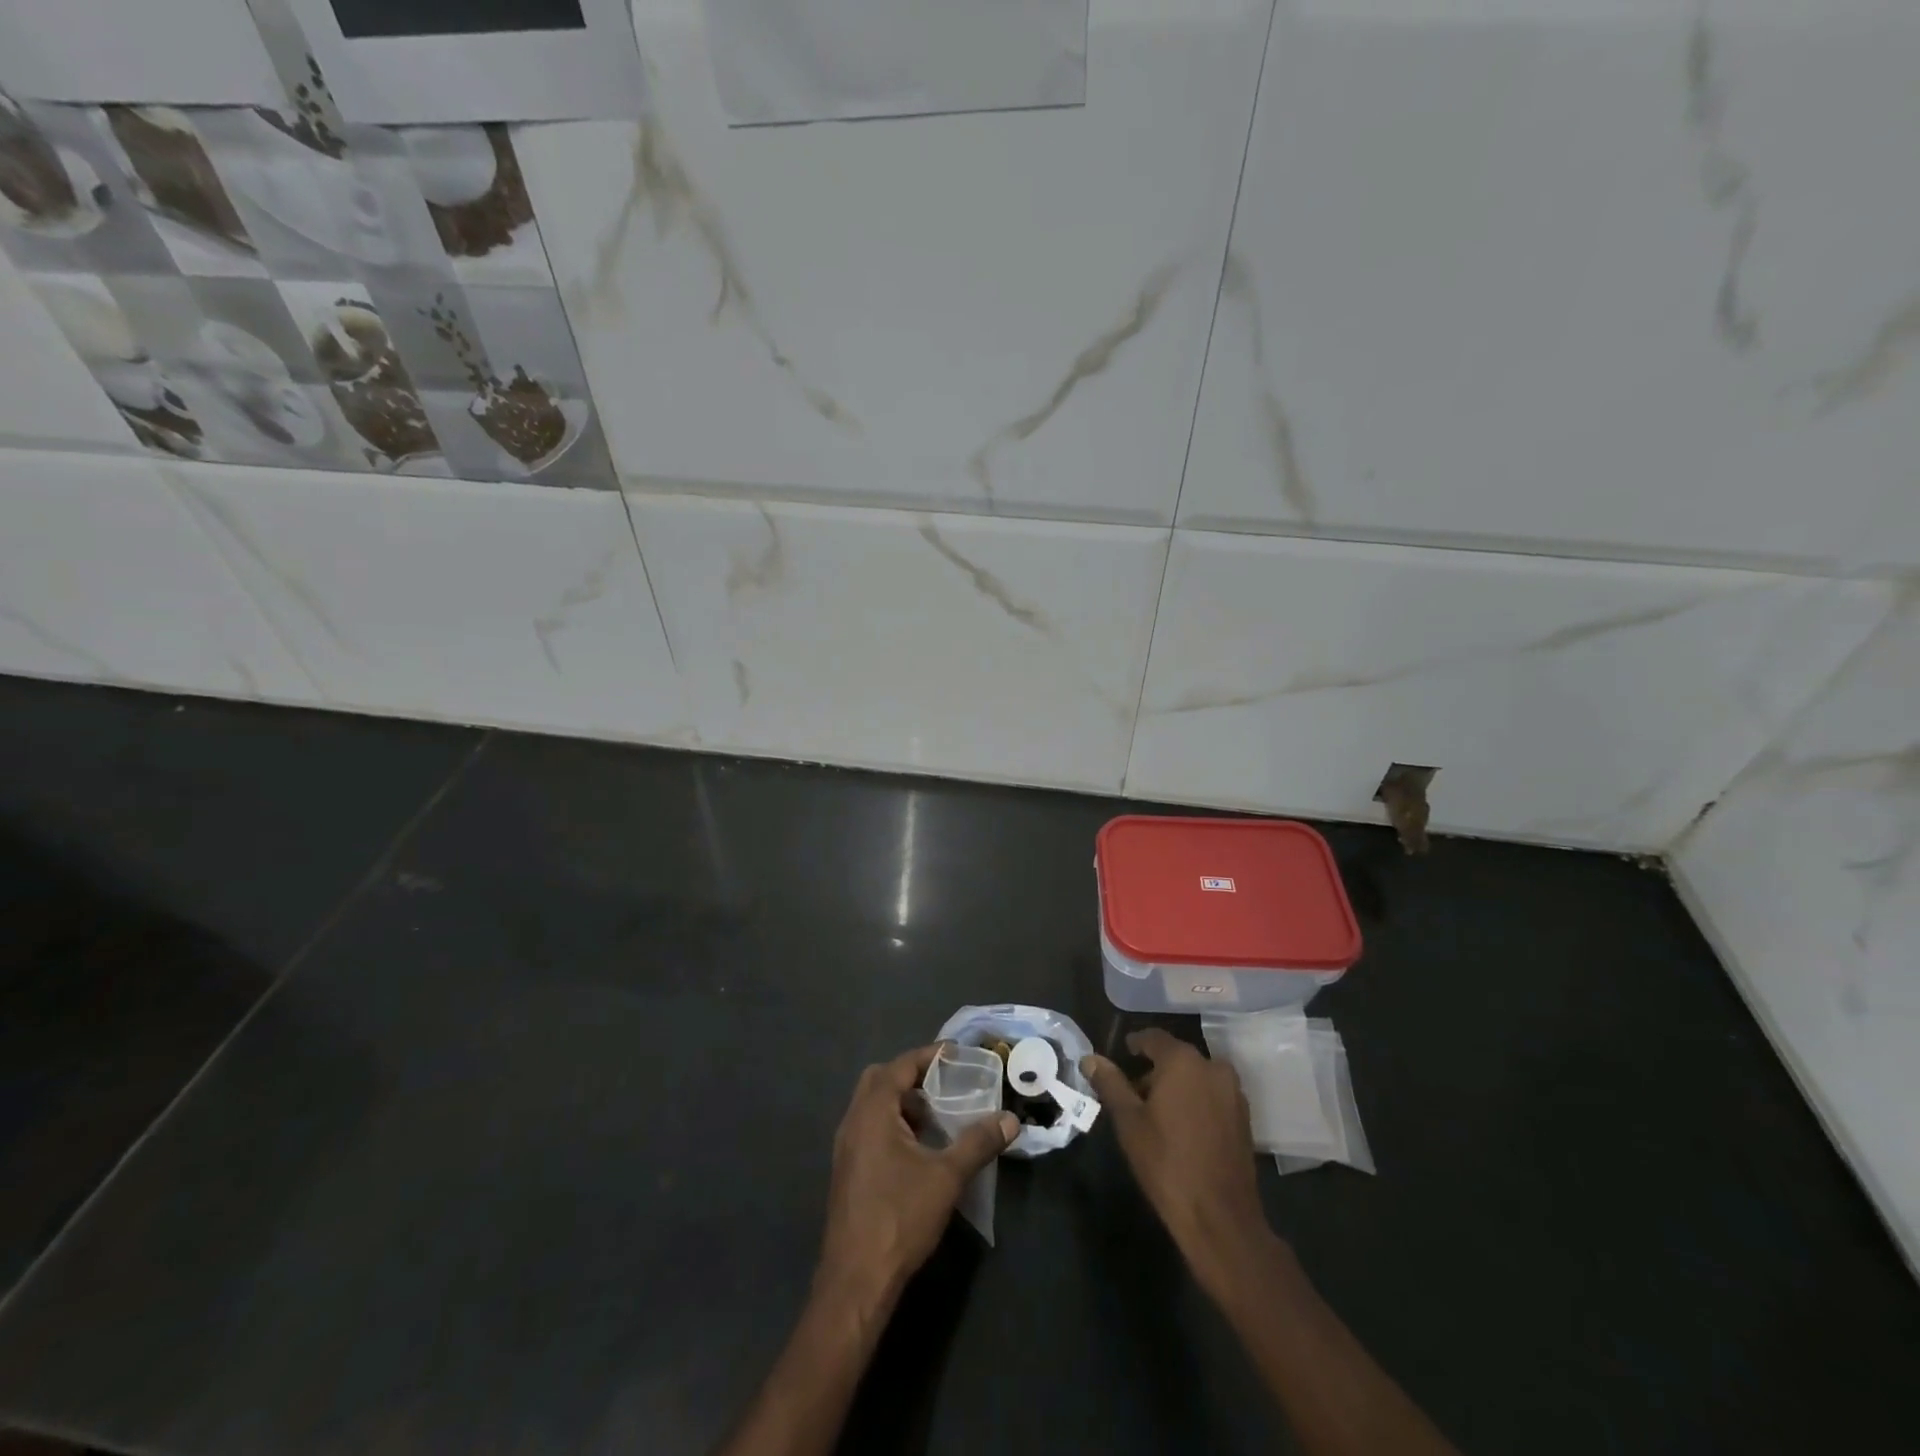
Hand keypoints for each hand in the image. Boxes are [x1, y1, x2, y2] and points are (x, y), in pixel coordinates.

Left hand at [817, 1045, 1018, 1307]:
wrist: (856, 1280)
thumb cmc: (900, 1217)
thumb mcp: (947, 1177)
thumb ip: (978, 1143)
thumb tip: (1010, 1119)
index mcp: (872, 1111)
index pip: (901, 1065)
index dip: (929, 1056)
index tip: (957, 1055)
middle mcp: (853, 1121)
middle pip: (880, 1079)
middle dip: (912, 1076)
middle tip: (944, 1085)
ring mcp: (845, 1147)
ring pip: (872, 1106)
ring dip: (902, 1103)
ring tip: (936, 1118)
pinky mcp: (846, 1171)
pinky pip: (869, 1128)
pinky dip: (892, 1124)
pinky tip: (918, 1151)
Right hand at [1082, 1029, 1275, 1299]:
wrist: (1220, 1217)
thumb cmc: (1166, 1162)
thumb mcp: (1129, 1121)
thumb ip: (1110, 1083)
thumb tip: (1090, 1058)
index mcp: (1183, 1061)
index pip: (1153, 1038)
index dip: (1135, 1045)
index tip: (1122, 1056)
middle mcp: (1213, 1067)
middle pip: (1176, 1057)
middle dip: (1155, 1070)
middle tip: (1133, 1092)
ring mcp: (1233, 1093)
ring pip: (1196, 1076)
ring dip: (1177, 1086)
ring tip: (1156, 1112)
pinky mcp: (1244, 1118)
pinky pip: (1213, 1095)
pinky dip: (1195, 1101)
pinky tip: (1181, 1127)